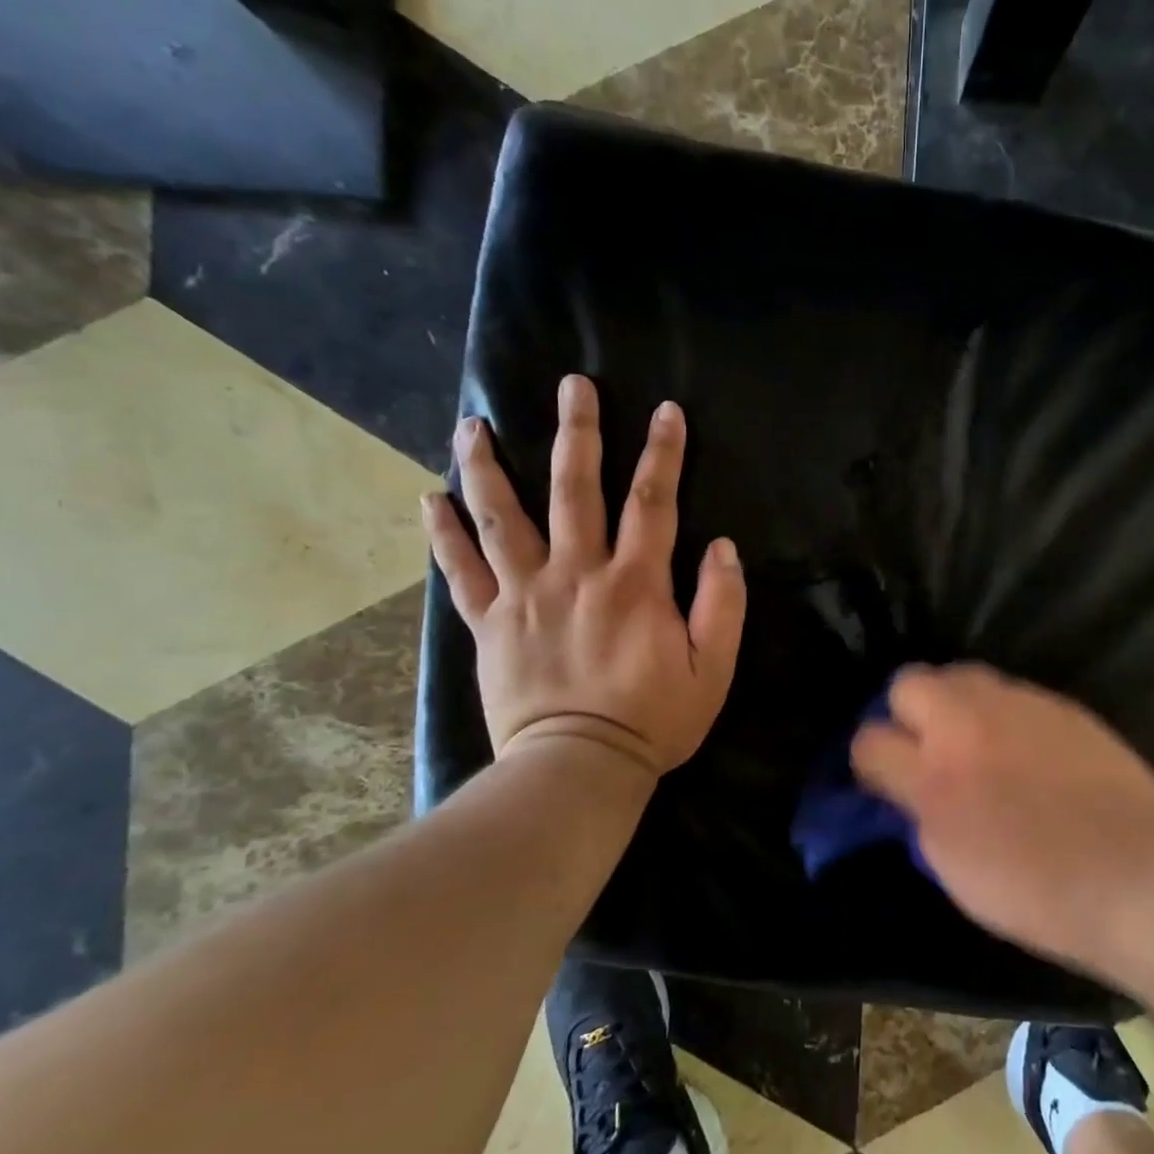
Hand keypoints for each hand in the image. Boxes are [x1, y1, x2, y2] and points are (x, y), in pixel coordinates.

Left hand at [422, 375, 746, 777]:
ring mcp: (525, 595)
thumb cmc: (654, 720)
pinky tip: (430, 497)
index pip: (654, 502)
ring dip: (488, 466)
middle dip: (577, 432)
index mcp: (636, 584)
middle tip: (572, 384)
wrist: (578, 769)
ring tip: (472, 424)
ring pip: (502, 517)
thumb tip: (721, 546)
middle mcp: (577, 574)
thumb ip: (723, 604)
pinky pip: (461, 571)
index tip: (666, 411)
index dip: (663, 453)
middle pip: (575, 489)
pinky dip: (443, 533)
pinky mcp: (489, 623)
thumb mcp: (713, 669)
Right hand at [851, 664, 1153, 967]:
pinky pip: (1009, 692)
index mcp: (933, 776)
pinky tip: (1023, 746)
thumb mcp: (954, 868)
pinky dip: (1000, 712)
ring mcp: (1016, 704)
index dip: (869, 760)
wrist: (1138, 872)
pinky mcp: (1057, 703)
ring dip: (953, 702)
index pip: (869, 740)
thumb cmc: (1039, 892)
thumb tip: (909, 793)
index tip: (883, 779)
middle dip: (905, 710)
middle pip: (908, 682)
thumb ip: (921, 816)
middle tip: (925, 746)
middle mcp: (967, 724)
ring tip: (973, 739)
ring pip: (960, 675)